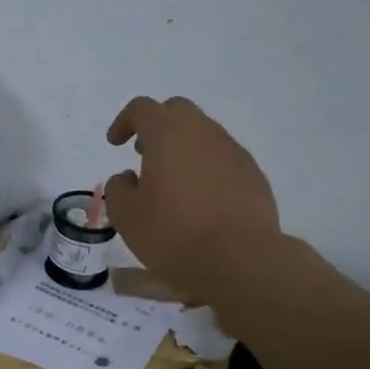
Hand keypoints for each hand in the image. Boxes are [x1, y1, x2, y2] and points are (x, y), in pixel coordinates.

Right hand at [104, 96, 280, 292]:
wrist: (241, 260)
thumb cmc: (173, 234)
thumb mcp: (126, 216)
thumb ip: (119, 188)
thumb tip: (128, 178)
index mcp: (167, 134)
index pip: (142, 108)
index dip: (124, 122)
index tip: (115, 144)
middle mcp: (203, 133)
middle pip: (177, 111)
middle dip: (157, 127)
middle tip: (144, 155)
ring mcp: (233, 152)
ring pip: (203, 135)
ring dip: (183, 149)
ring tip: (172, 184)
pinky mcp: (254, 175)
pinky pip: (223, 159)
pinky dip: (206, 169)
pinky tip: (201, 201)